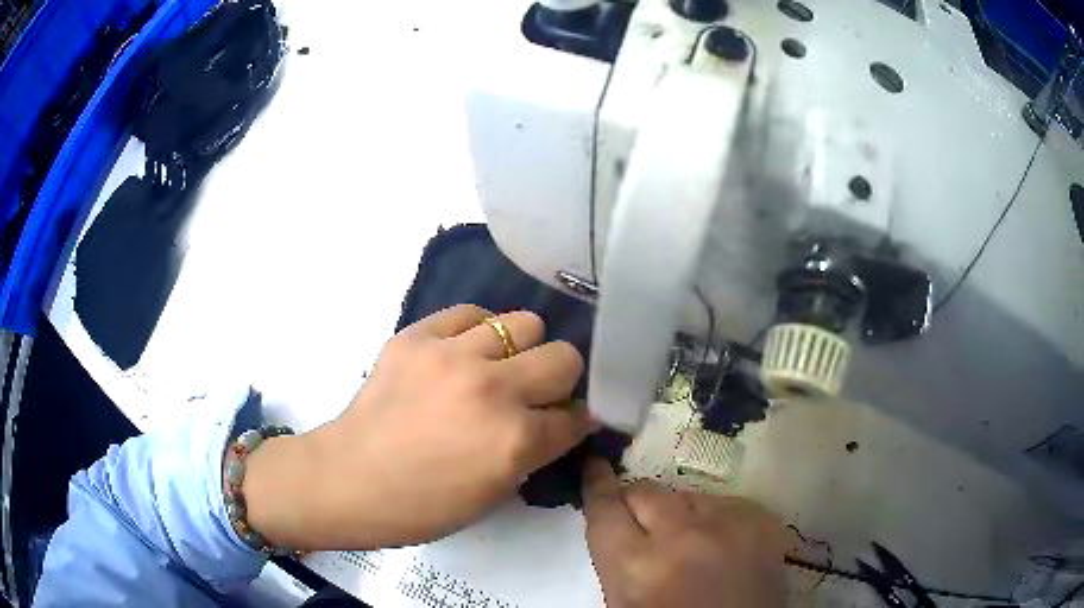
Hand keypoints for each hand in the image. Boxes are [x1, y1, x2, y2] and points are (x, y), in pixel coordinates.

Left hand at [243, 305, 591, 550]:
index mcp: (515, 441)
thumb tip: (560, 420)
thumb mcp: (494, 493)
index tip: (564, 421)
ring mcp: (452, 356)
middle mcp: (493, 390)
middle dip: (559, 380)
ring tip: (497, 367)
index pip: (575, 416)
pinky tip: (463, 352)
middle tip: (535, 393)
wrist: (350, 478)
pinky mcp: (418, 336)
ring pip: (525, 323)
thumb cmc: (422, 505)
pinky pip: (470, 313)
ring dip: (521, 350)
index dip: (574, 422)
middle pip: (564, 357)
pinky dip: (477, 332)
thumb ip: (535, 452)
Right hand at [582, 459, 788, 607]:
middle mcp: (681, 537)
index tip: (595, 464)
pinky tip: (723, 546)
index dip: (597, 483)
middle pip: (647, 490)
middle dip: (638, 503)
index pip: (606, 507)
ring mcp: (729, 524)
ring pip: (688, 494)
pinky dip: (718, 519)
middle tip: (646, 525)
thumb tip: (618, 520)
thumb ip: (617, 559)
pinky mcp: (763, 520)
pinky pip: (726, 502)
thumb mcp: (625, 602)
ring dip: (682, 515)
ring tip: (693, 544)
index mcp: (636, 566)